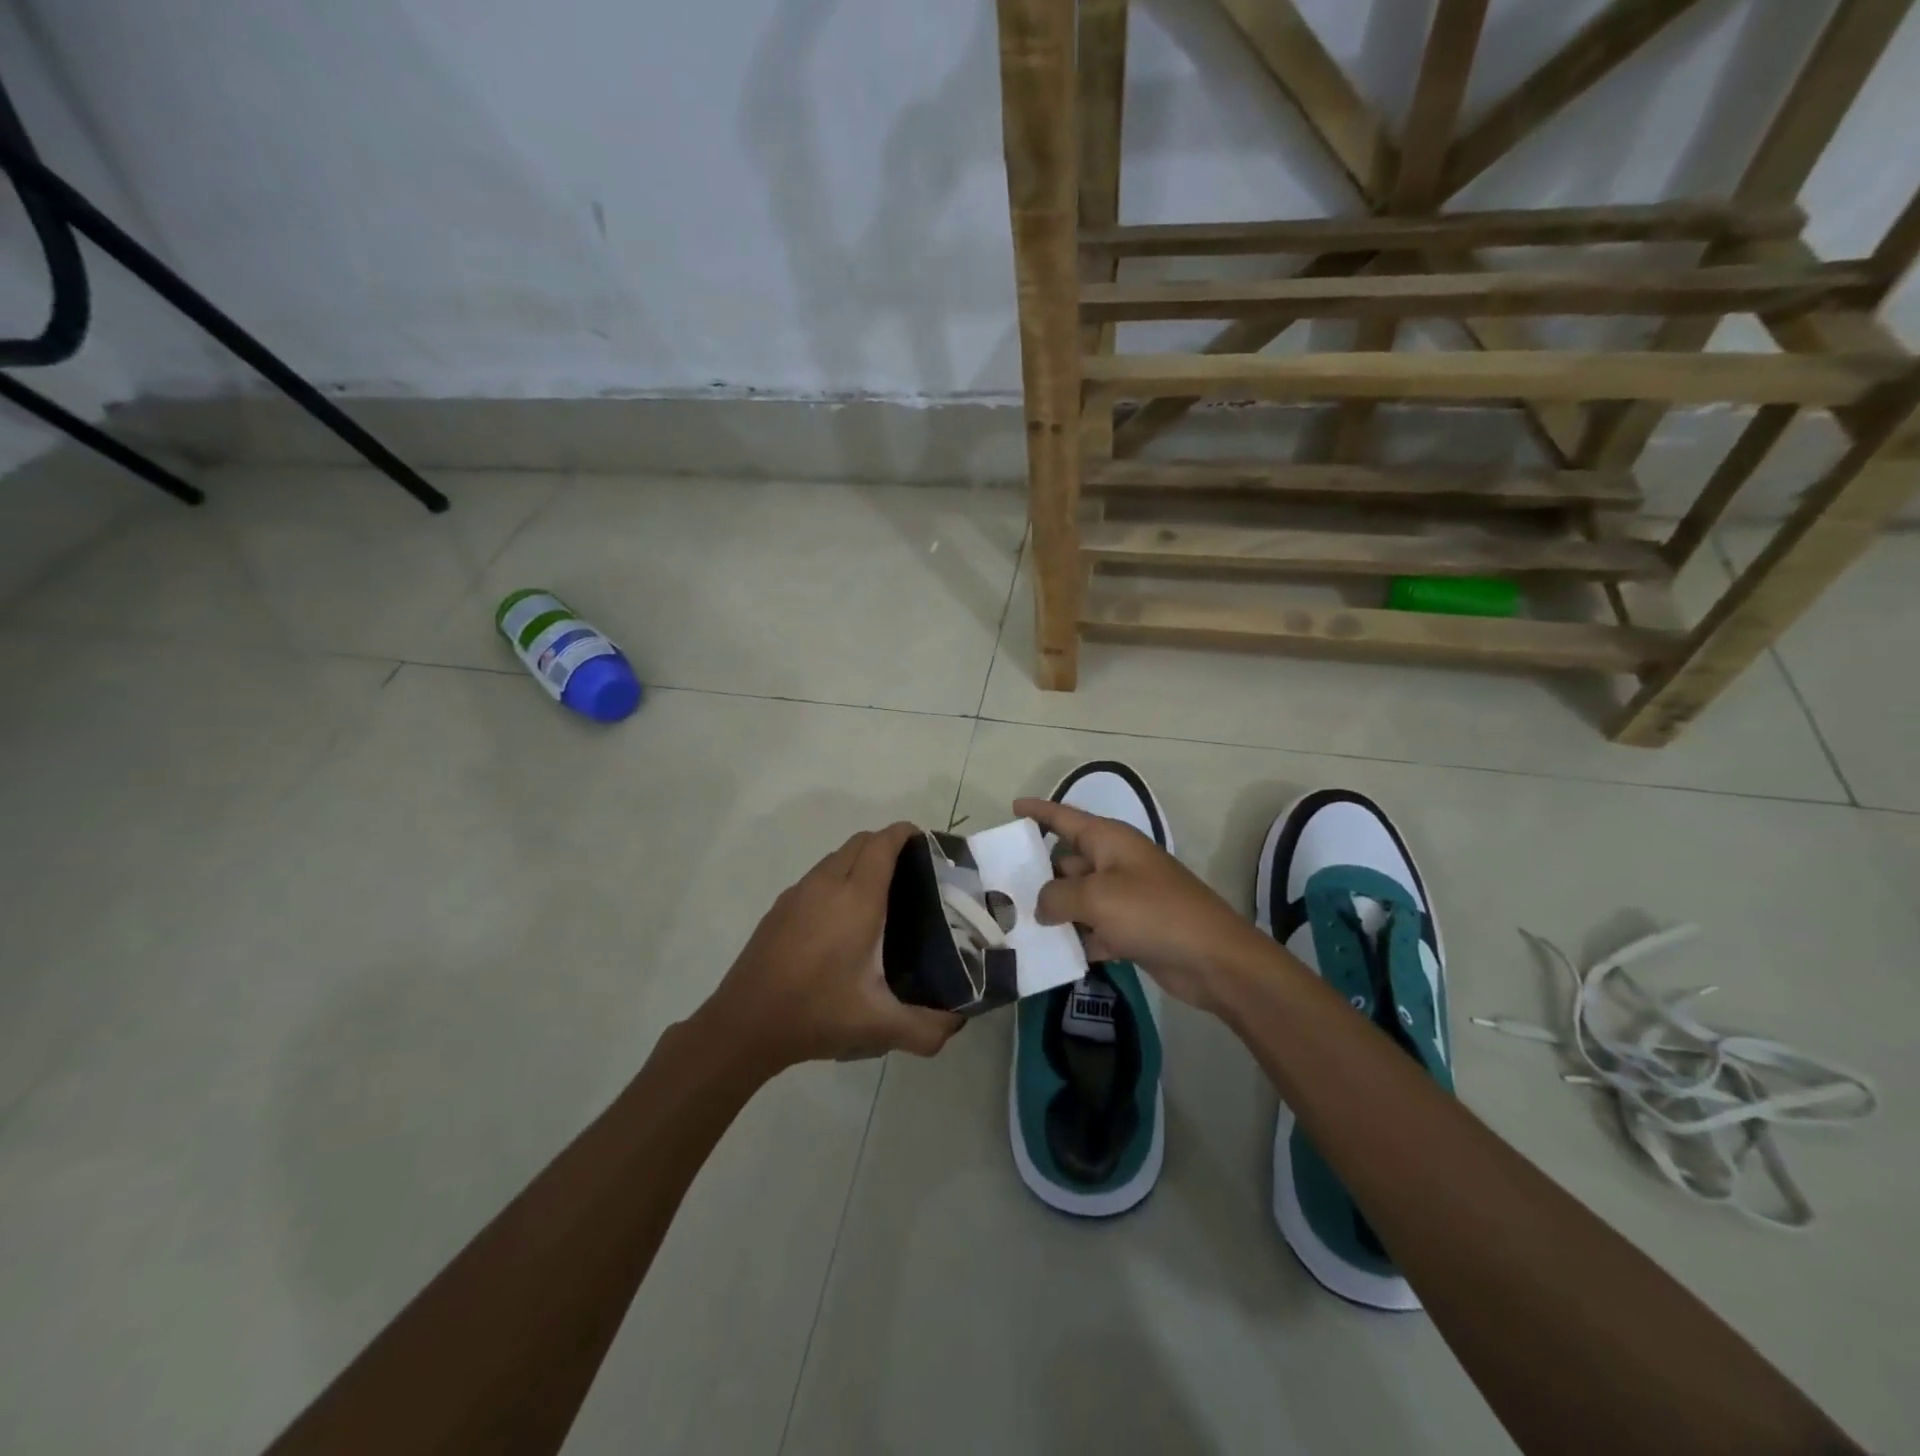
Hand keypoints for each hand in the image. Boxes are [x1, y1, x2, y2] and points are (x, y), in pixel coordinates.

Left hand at [699, 821, 963, 1072]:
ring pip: (836, 857)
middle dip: (887, 845)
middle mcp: (826, 885)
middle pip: (860, 842)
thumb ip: (927, 1028)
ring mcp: (798, 893)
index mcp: (856, 899)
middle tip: (912, 874)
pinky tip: (843, 919)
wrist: (744, 1024)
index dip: (906, 834)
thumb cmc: (816, 1013)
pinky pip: (817, 876)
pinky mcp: (780, 908)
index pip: (883, 844)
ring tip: (882, 895)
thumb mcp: (879, 1026)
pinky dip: (838, 878)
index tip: (927, 845)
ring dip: (860, 861)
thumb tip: (958, 1022)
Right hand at [1014, 797, 1267, 1015]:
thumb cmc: (1152, 913)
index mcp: (1109, 840)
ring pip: (1078, 898)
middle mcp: (1115, 863)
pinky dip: (1076, 938)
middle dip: (1037, 873)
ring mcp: (1125, 897)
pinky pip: (1093, 928)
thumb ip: (1057, 896)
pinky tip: (1050, 954)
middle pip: (1067, 862)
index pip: (1065, 818)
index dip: (1039, 811)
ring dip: (1053, 911)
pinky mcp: (1132, 930)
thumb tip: (1042, 906)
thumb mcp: (1096, 897)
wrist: (1212, 958)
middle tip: (999, 888)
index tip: (1012, 808)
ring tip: (1014, 924)